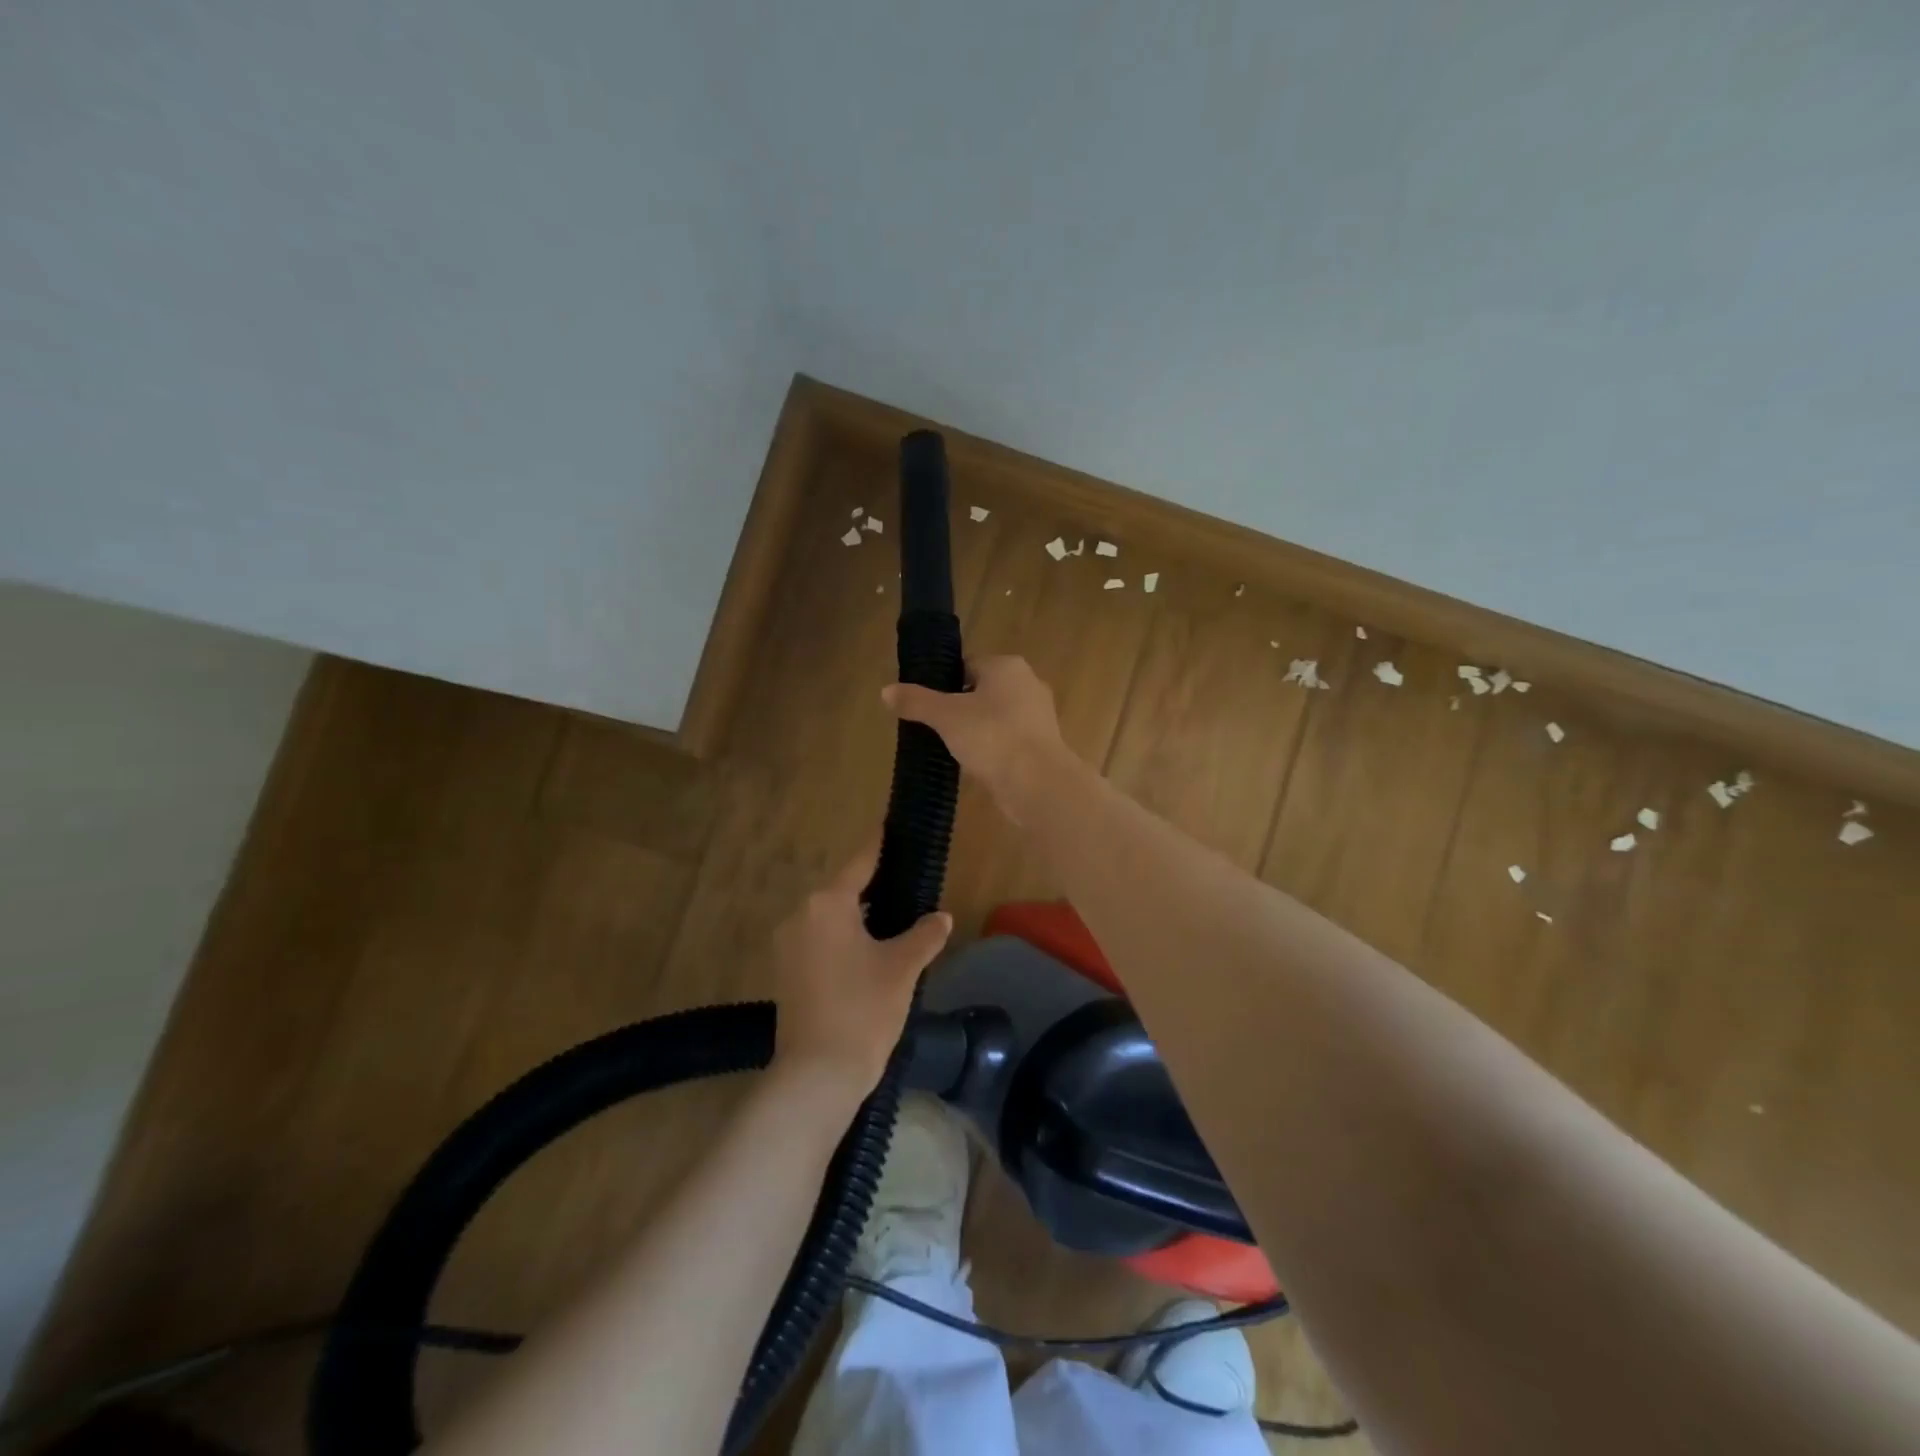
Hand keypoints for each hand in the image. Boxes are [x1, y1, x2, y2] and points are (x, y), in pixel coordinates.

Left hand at [770, 837, 952, 1100]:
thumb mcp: (902, 968)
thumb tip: (941, 917)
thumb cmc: (864, 1010)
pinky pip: (818, 940)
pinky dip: (841, 938)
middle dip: (872, 888)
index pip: (861, 862)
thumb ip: (924, 936)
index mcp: (827, 903)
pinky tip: (866, 952)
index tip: (891, 826)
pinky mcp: (784, 971)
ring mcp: (787, 944)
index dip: (880, 845)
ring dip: (856, 917)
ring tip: (892, 921)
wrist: (817, 1074)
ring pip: (828, 917)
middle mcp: (800, 915)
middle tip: (906, 885)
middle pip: (842, 890)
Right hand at [882, 655, 1069, 824]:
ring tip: (952, 749)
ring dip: (977, 730)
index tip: (926, 706)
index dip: (944, 684)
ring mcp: (1039, 715)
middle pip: (983, 691)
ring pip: (997, 717)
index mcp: (1007, 666)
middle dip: (960, 708)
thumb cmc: (991, 736)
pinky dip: (993, 749)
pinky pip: (1009, 739)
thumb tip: (885, 691)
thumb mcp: (945, 716)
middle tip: (935, 729)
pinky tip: (976, 765)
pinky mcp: (1043, 744)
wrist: (1037, 782)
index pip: (968, 666)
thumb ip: (916, 701)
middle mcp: (1028, 684)